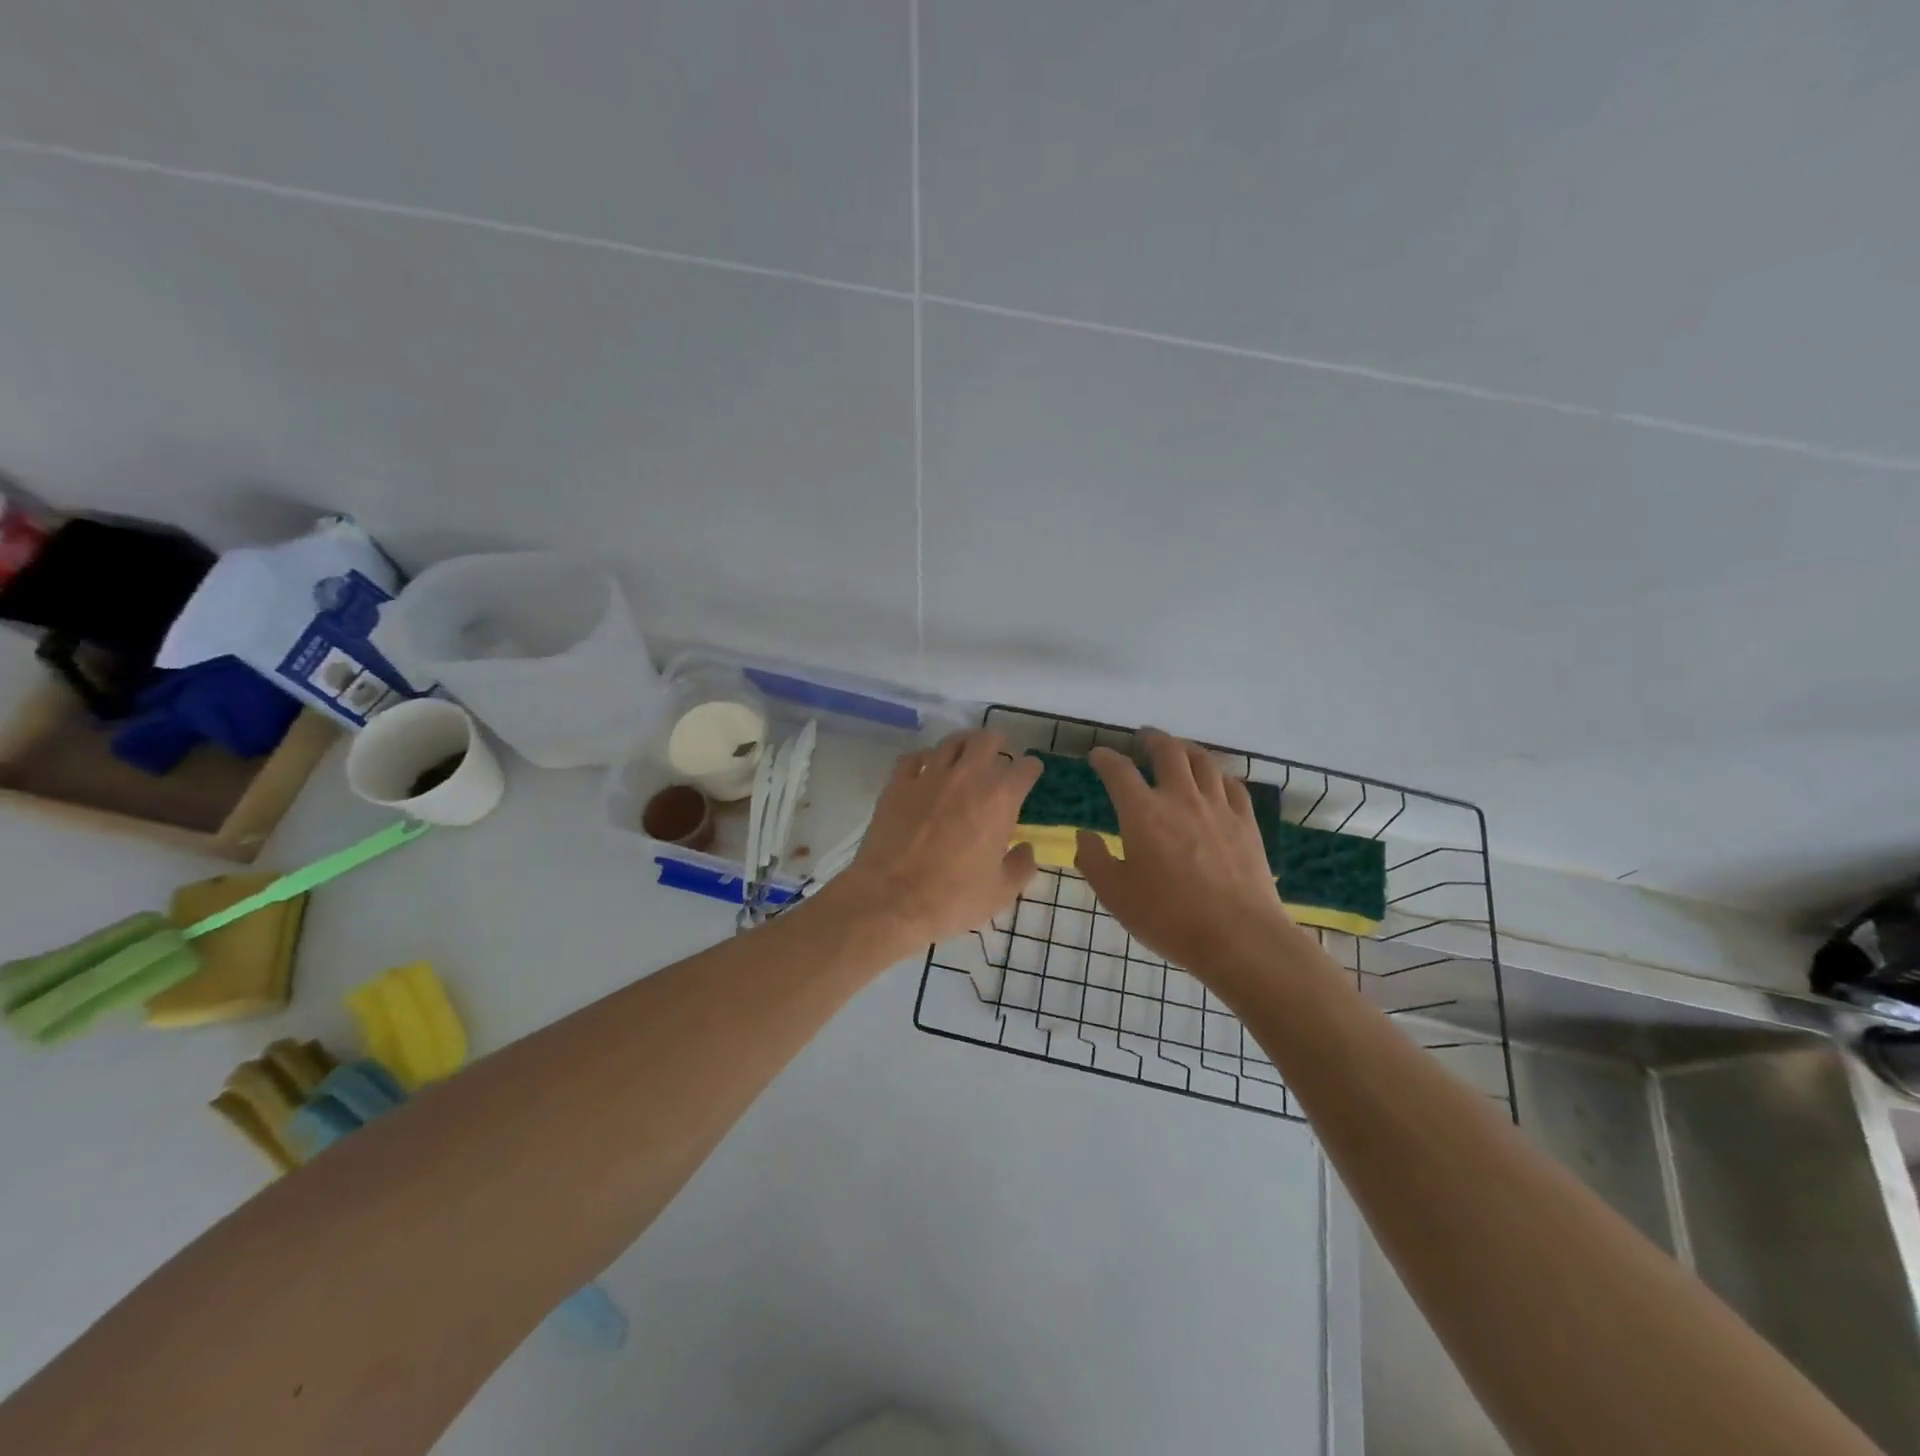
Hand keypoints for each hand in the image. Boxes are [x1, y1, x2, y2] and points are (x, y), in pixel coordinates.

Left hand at [831, 728, 1042, 950]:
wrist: (890, 900)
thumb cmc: (952, 899)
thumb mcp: (1000, 893)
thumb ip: (1020, 867)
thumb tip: (1025, 850)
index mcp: (999, 800)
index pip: (1025, 768)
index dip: (1031, 769)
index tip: (1030, 774)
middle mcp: (966, 777)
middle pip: (987, 740)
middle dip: (998, 743)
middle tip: (999, 753)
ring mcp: (928, 776)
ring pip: (950, 742)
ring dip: (963, 744)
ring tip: (965, 754)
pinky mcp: (897, 784)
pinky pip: (913, 757)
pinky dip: (924, 758)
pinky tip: (925, 768)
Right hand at [1075, 730, 1298, 978]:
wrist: (1239, 937)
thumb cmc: (1169, 918)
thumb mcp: (1116, 895)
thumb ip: (1094, 860)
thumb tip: (1084, 835)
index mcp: (1143, 813)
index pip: (1118, 771)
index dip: (1105, 758)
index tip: (1098, 756)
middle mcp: (1180, 798)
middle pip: (1168, 752)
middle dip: (1152, 739)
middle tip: (1144, 736)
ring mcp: (1218, 807)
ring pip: (1203, 761)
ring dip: (1186, 748)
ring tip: (1179, 748)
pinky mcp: (1246, 822)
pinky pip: (1232, 785)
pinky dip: (1218, 774)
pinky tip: (1215, 779)